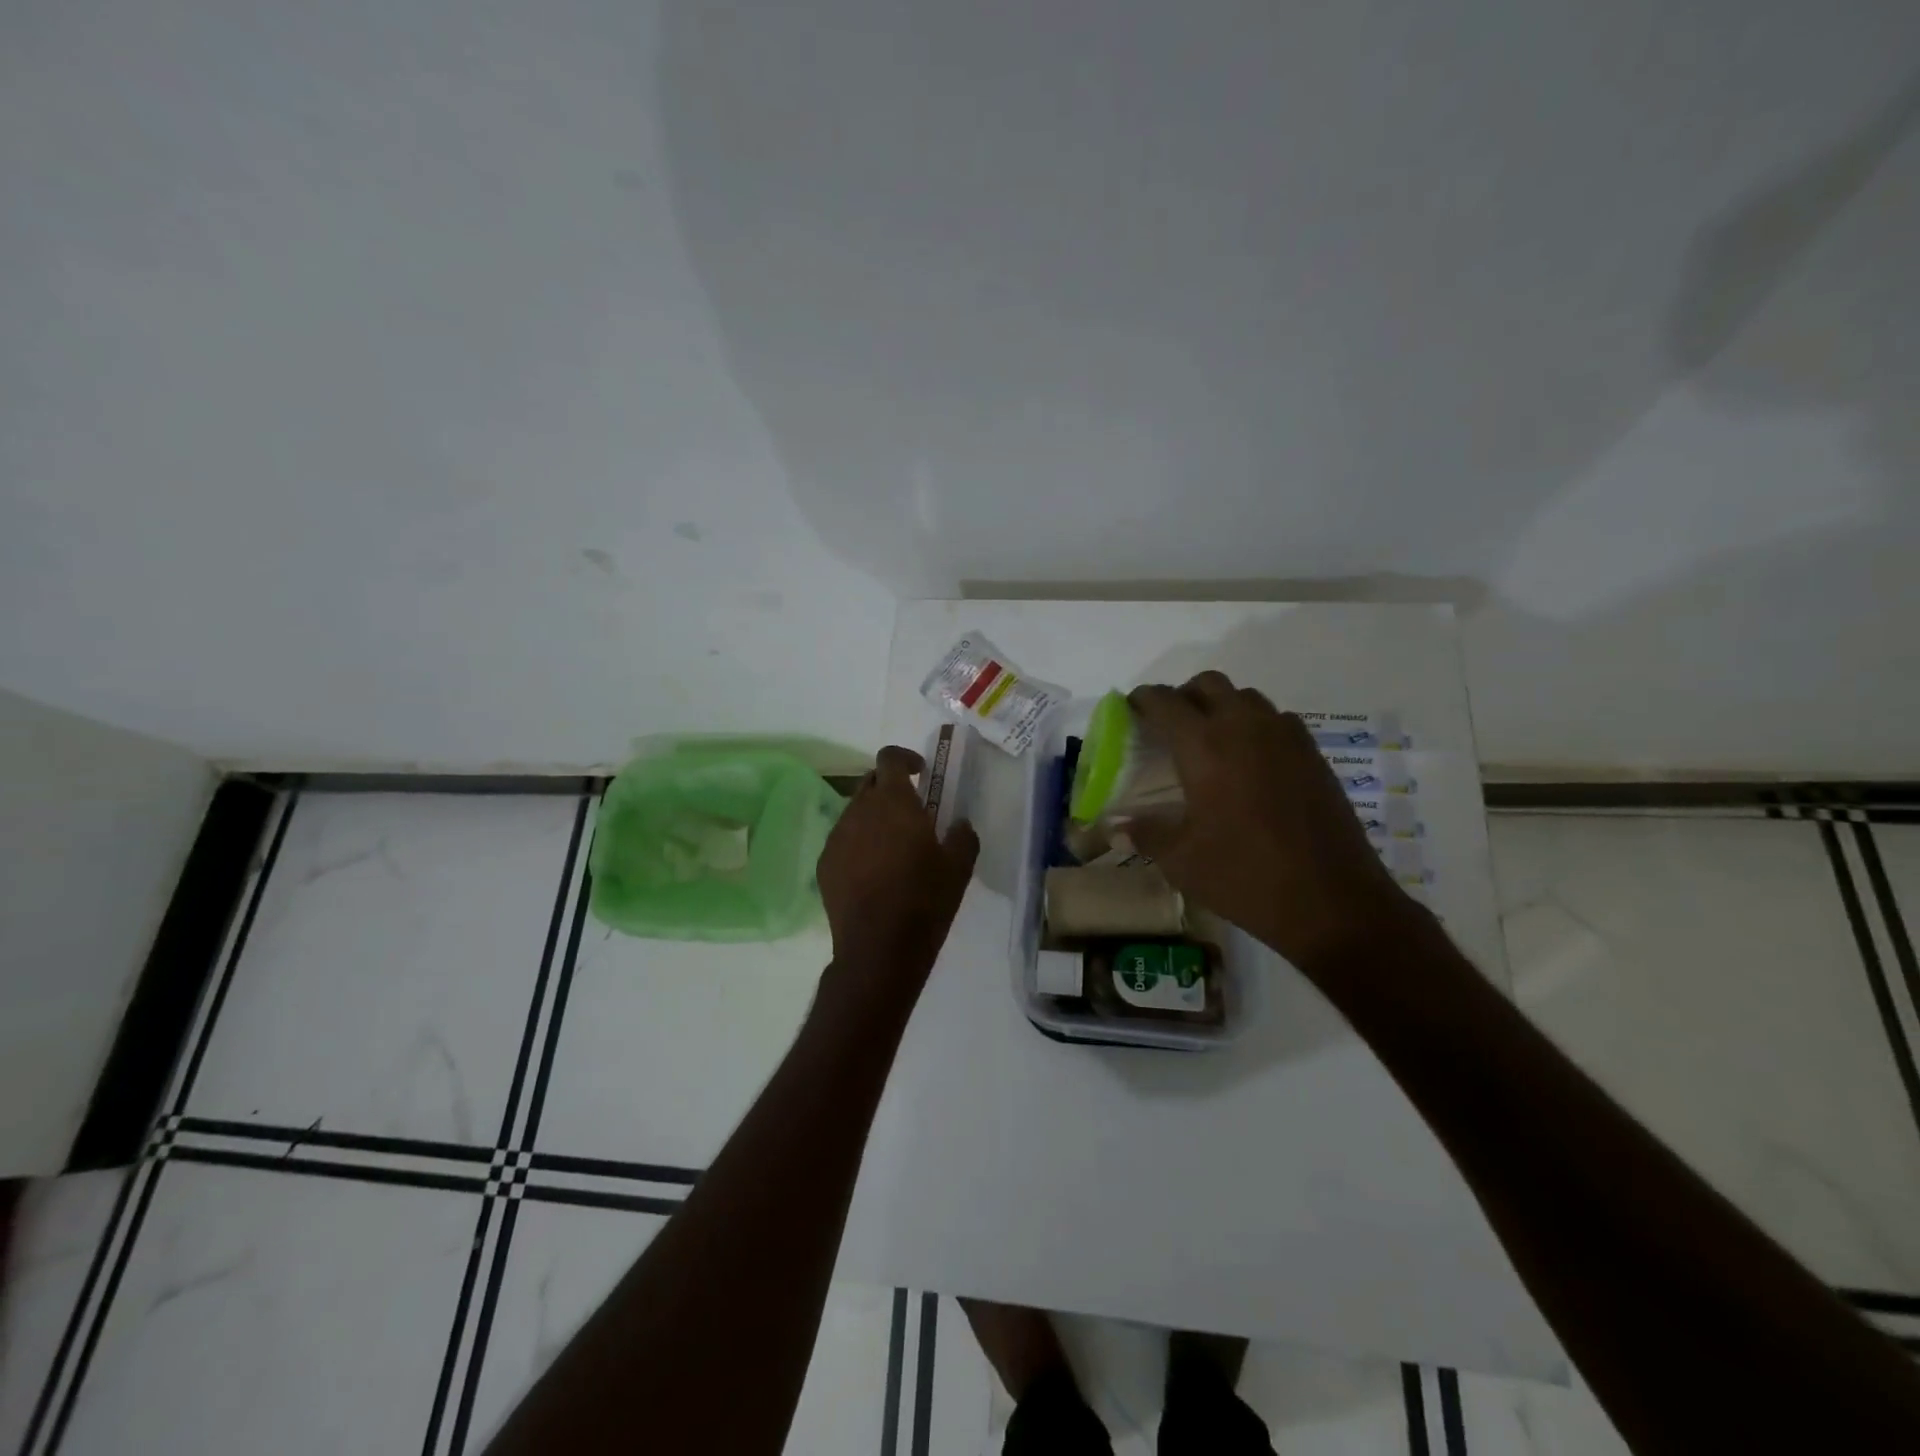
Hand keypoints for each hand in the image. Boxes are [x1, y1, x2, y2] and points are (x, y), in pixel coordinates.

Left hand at [816, 746, 979, 1007]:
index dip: (905, 758)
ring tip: (892, 845)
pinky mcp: (824, 864)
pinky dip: (858, 843)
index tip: (921, 773)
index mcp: (893, 801)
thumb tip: (959, 824)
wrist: (879, 949)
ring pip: (855, 812)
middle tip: (911, 811)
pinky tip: (873, 871)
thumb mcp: (959, 867)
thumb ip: (963, 835)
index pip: (889, 758)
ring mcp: (837, 837)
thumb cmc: (925, 901)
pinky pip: (843, 840)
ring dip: (873, 817)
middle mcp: (859, 810)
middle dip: (889, 787)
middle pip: (869, 782)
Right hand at [1125, 673, 1418, 979]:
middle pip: (1208, 684)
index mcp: (1205, 746)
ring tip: (1209, 741)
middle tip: (1168, 725)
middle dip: (1182, 695)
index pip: (1165, 701)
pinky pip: (1276, 720)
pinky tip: (1250, 761)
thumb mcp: (1181, 860)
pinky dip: (1254, 725)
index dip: (1142, 699)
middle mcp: (1245, 727)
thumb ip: (1146, 833)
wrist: (1332, 901)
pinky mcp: (1313, 754)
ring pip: (1245, 697)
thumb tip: (1118, 826)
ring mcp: (1285, 737)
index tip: (1130, 709)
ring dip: (1221, 706)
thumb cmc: (1245, 877)